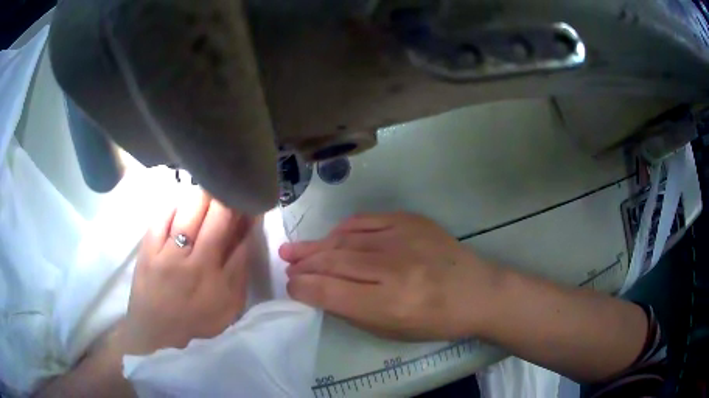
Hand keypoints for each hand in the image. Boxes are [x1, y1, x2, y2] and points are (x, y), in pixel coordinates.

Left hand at [116, 187, 252, 354]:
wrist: (155, 330)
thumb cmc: (195, 321)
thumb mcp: (227, 308)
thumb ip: (239, 275)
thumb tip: (246, 238)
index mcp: (218, 282)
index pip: (240, 241)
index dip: (247, 218)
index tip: (250, 204)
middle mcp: (194, 265)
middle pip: (216, 219)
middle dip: (227, 199)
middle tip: (229, 191)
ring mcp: (167, 255)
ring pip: (188, 213)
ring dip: (203, 197)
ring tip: (207, 191)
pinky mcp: (147, 250)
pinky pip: (161, 218)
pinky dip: (174, 205)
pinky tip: (181, 203)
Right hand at [280, 212, 502, 340]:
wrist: (477, 291)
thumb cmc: (436, 321)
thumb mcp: (393, 331)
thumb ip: (354, 312)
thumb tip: (321, 292)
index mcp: (389, 303)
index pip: (330, 292)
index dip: (304, 289)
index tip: (292, 287)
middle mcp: (393, 268)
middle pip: (334, 262)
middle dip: (304, 265)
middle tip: (287, 265)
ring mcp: (403, 239)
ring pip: (345, 239)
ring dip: (316, 245)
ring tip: (294, 250)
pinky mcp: (411, 221)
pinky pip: (366, 220)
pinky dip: (343, 229)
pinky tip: (331, 236)